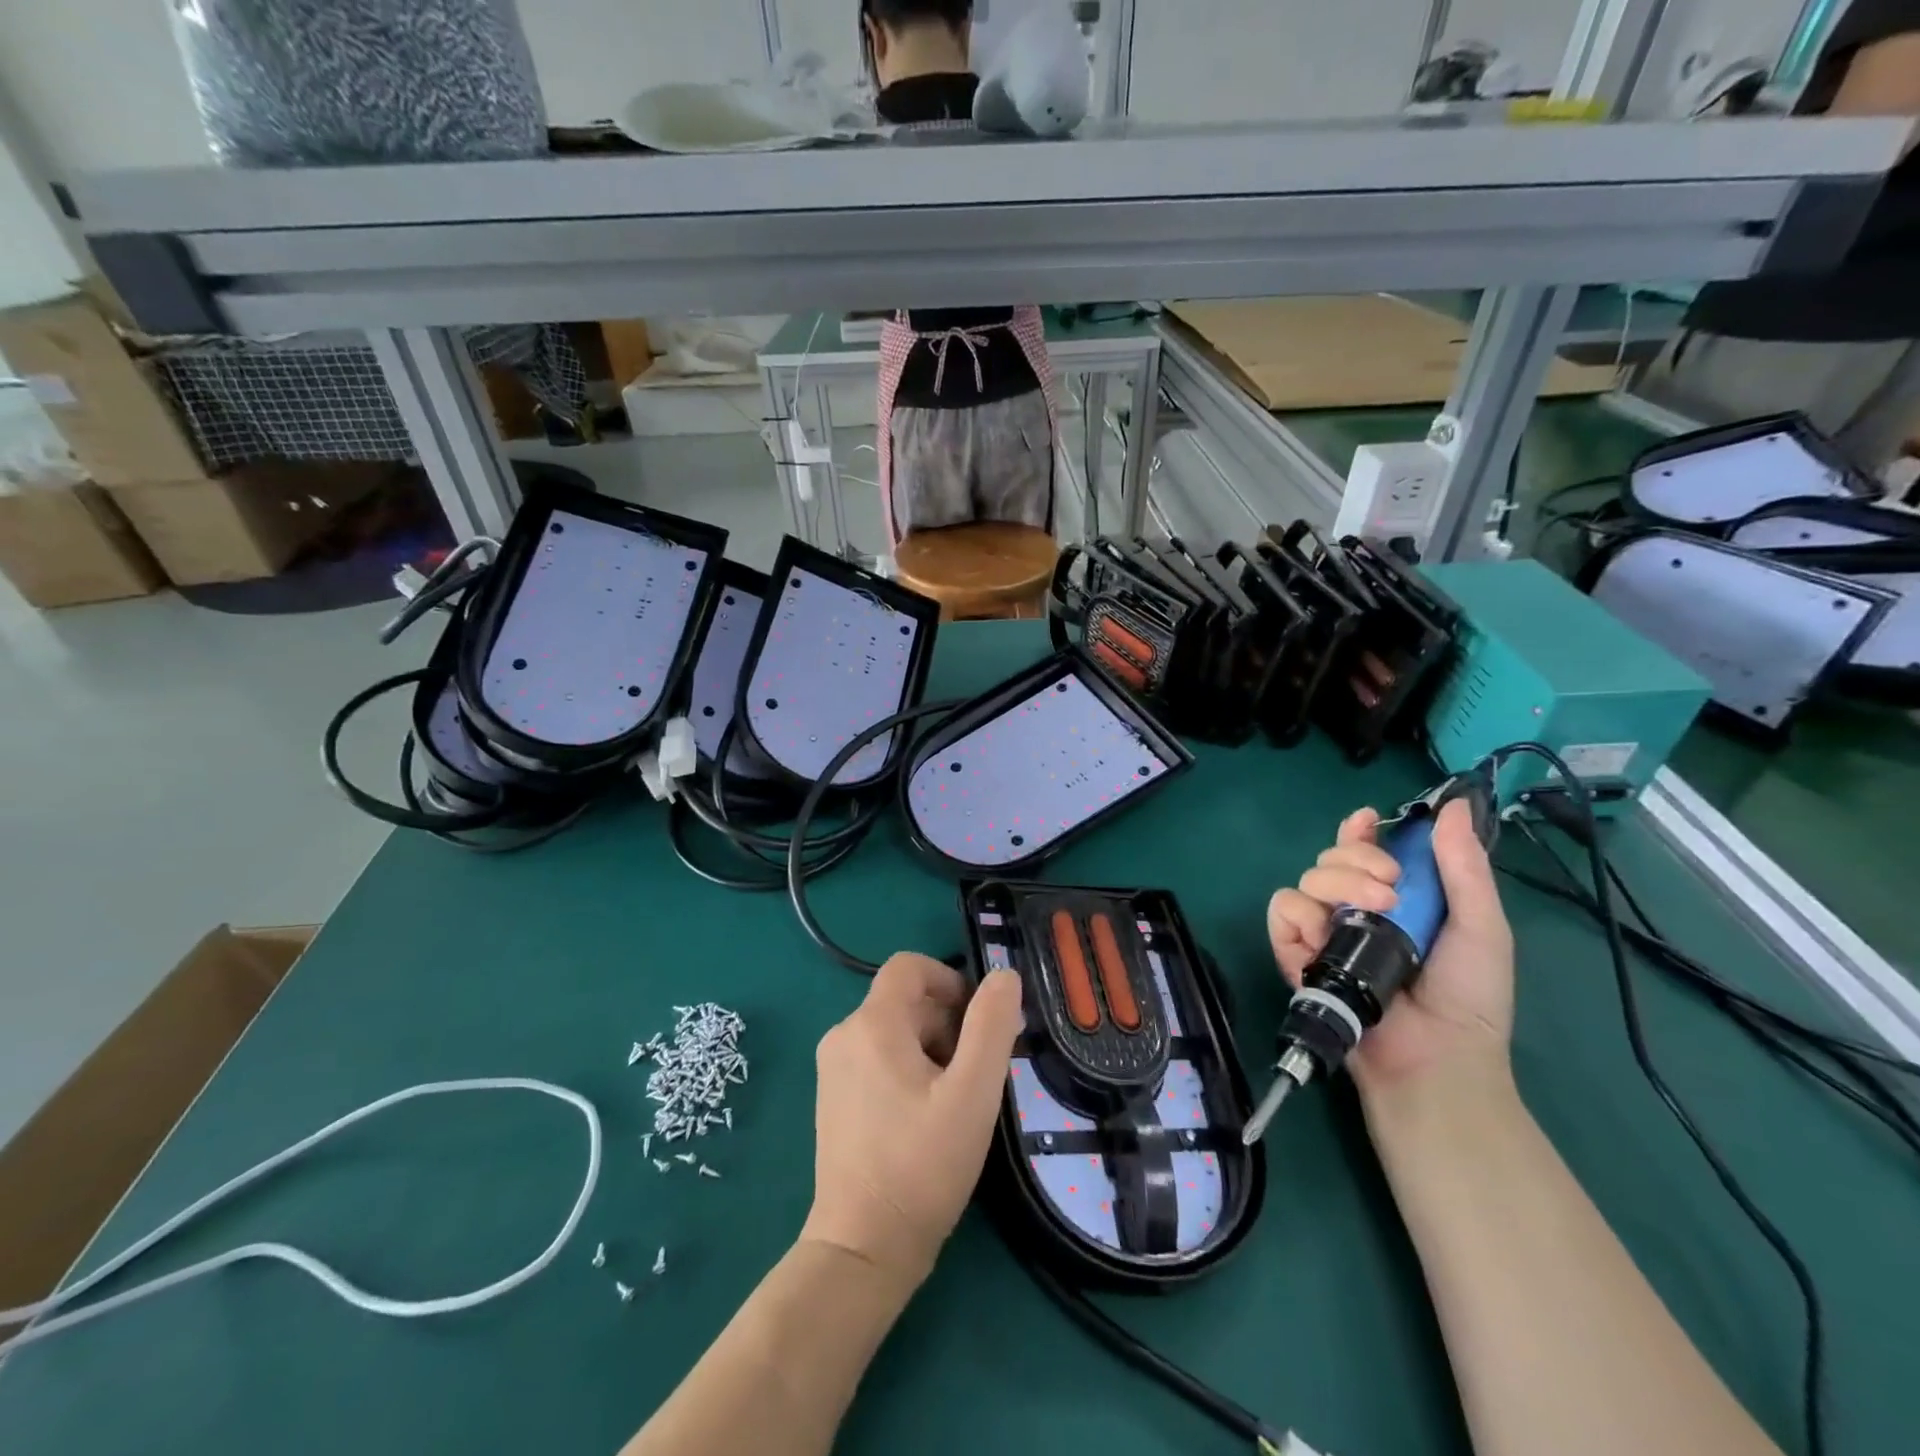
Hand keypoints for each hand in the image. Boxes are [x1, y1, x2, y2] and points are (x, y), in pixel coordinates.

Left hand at [801, 954, 1023, 1288]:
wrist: (863, 1249)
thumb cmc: (922, 1165)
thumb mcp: (972, 1093)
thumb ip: (992, 1026)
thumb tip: (1004, 976)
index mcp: (871, 1024)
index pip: (910, 966)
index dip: (950, 980)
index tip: (978, 1021)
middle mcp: (844, 1035)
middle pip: (905, 1001)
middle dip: (948, 1022)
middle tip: (978, 1072)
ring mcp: (833, 1069)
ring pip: (894, 1031)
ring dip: (932, 1047)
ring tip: (956, 1099)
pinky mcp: (834, 1098)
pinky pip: (878, 1058)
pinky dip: (909, 1069)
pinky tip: (928, 1115)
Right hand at [1267, 799, 1514, 1102]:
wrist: (1435, 1057)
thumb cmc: (1468, 997)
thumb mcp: (1482, 927)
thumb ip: (1464, 867)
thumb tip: (1453, 806)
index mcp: (1395, 899)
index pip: (1363, 850)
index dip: (1359, 830)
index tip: (1368, 819)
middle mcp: (1353, 910)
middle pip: (1330, 857)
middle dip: (1356, 858)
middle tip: (1390, 887)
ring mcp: (1322, 932)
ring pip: (1305, 879)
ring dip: (1335, 884)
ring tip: (1372, 913)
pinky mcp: (1296, 955)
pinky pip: (1281, 912)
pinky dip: (1297, 914)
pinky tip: (1322, 932)